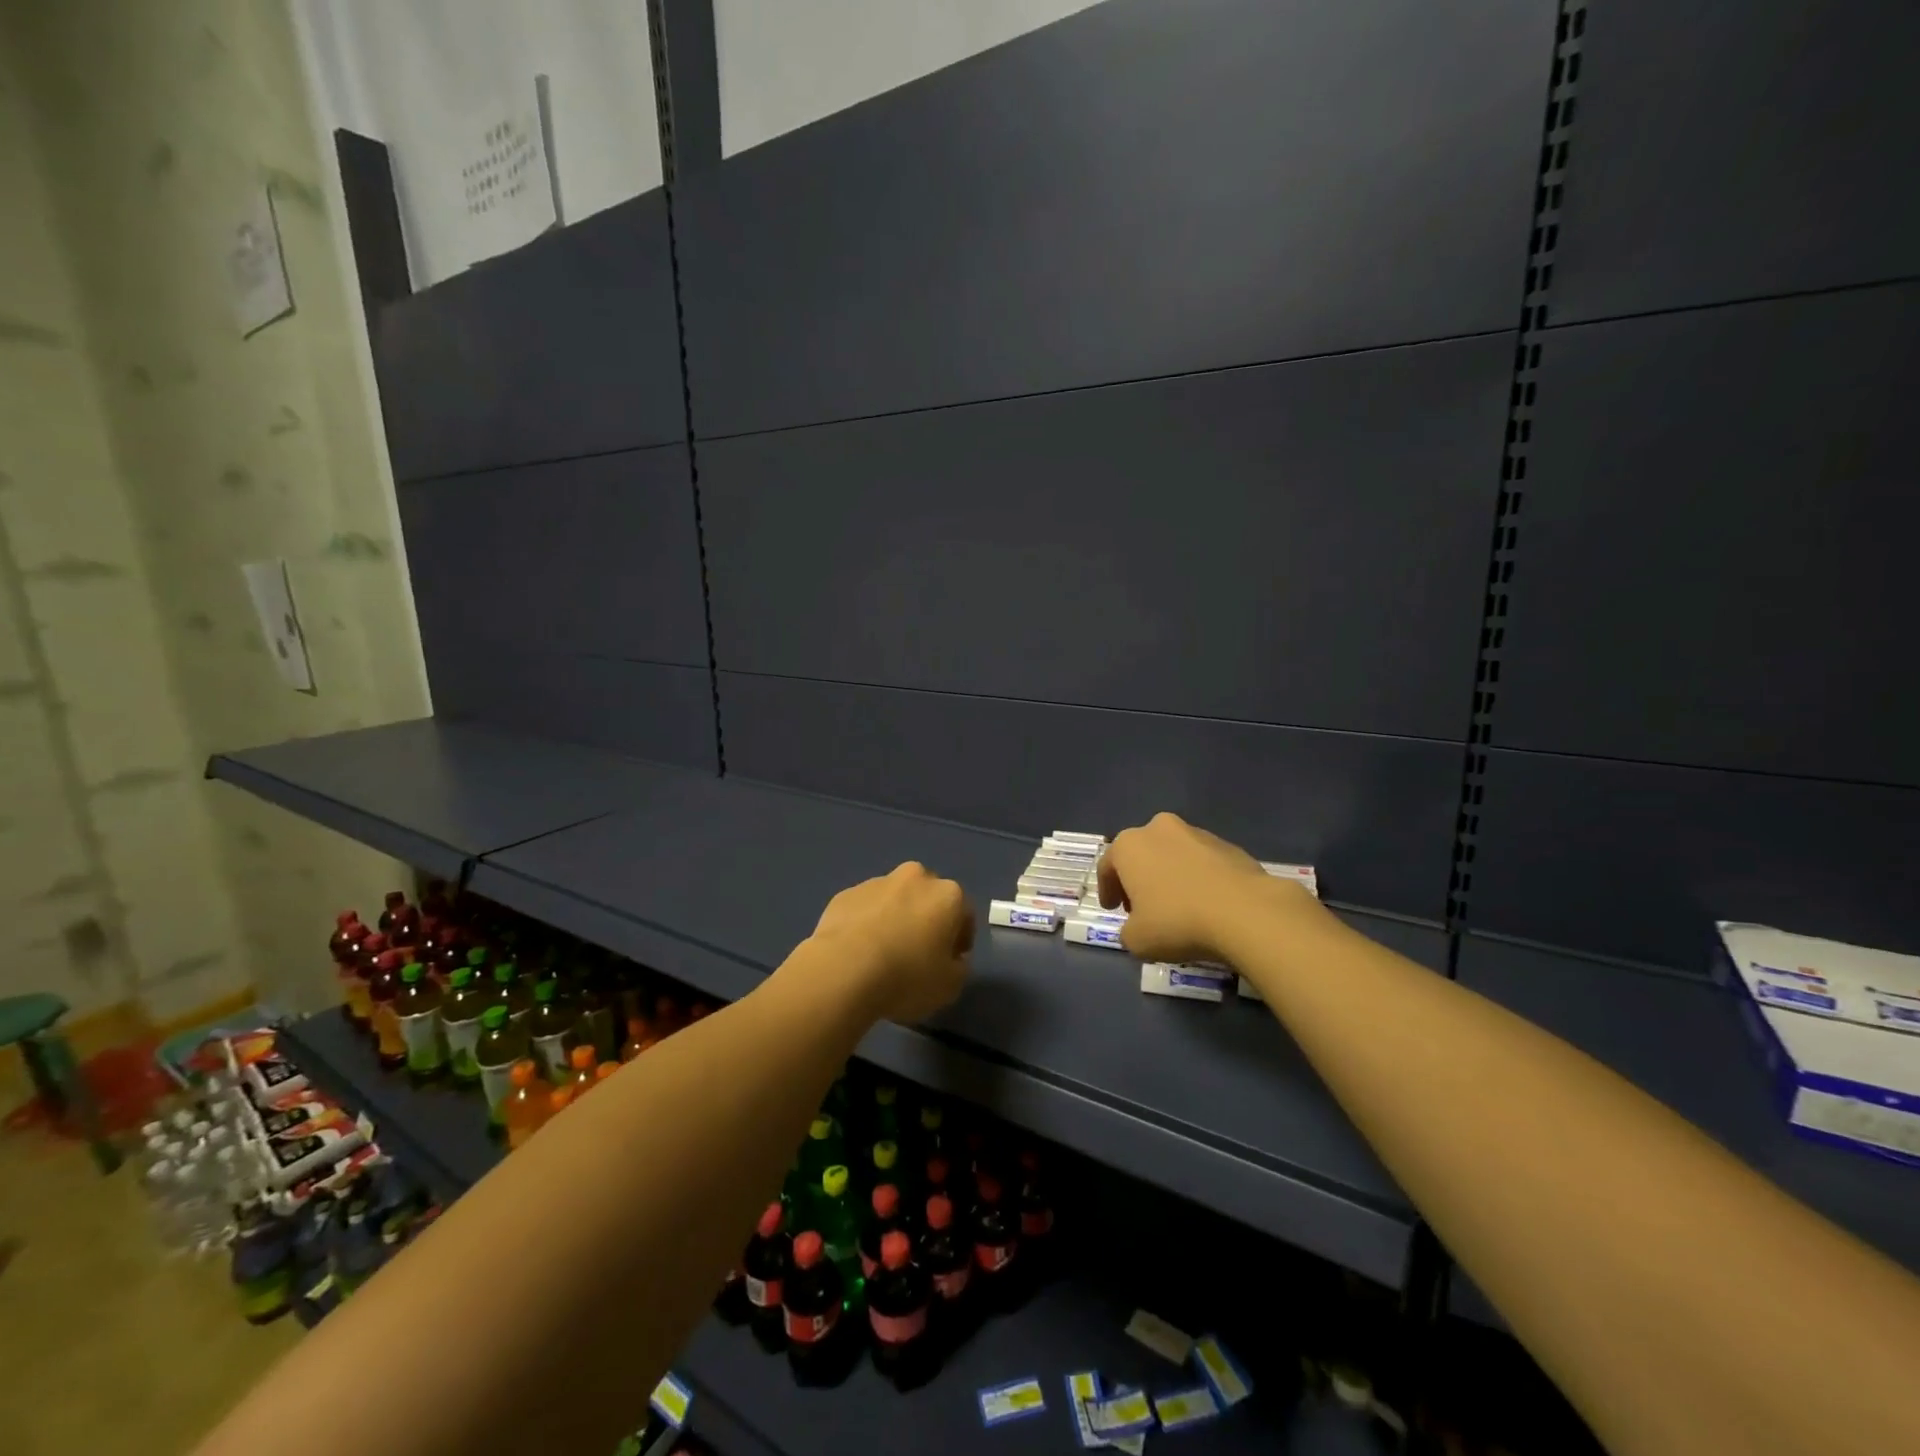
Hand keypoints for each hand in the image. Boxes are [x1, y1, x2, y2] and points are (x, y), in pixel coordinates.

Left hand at [807, 862, 973, 1024]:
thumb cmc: (907, 976)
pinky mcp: (845, 894)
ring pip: (894, 900)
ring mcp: (876, 882)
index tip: (949, 963)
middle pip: (928, 899)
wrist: (844, 970)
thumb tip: (952, 958)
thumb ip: (959, 967)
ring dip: (895, 919)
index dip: (959, 940)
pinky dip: (866, 924)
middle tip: (917, 955)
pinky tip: (858, 953)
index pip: (964, 914)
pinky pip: (864, 909)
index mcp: (947, 894)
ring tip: (882, 956)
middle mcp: (915, 877)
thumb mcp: (950, 986)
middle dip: (926, 921)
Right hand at [1098, 812, 1315, 964]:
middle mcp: (1159, 829)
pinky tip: (1205, 903)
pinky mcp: (1228, 845)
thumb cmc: (1177, 922)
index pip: (1107, 866)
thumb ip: (1128, 930)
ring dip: (1169, 875)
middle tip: (1141, 906)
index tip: (1112, 909)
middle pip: (1141, 854)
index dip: (1107, 890)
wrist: (1245, 913)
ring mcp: (1197, 833)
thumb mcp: (1136, 940)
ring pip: (1172, 854)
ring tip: (1177, 906)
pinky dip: (1197, 878)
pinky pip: (1202, 862)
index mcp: (1130, 845)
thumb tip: (1137, 926)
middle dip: (1138, 878)